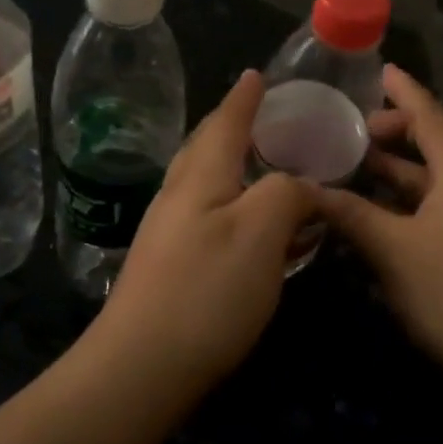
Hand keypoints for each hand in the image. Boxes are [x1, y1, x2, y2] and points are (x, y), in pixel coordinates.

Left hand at [96, 71, 316, 392]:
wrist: (139, 369)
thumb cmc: (205, 291)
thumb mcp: (260, 232)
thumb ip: (287, 193)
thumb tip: (303, 186)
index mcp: (201, 176)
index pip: (226, 122)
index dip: (245, 98)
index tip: (258, 74)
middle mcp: (180, 195)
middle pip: (207, 147)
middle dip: (234, 125)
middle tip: (264, 115)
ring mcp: (169, 232)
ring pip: (206, 182)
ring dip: (234, 165)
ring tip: (263, 165)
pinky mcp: (170, 266)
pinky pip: (209, 216)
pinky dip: (235, 204)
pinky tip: (250, 227)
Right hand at [315, 65, 442, 402]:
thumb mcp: (394, 250)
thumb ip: (352, 215)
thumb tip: (307, 190)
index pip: (431, 118)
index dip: (406, 92)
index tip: (382, 70)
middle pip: (436, 145)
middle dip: (398, 131)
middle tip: (356, 129)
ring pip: (434, 181)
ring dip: (399, 170)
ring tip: (357, 165)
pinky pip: (436, 208)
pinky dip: (406, 202)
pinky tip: (377, 215)